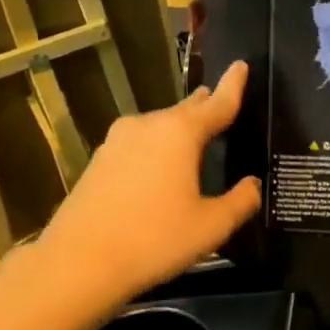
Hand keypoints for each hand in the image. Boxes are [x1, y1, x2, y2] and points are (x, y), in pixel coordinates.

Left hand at [33, 61, 260, 308]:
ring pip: (160, 127)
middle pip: (186, 110)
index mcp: (180, 133)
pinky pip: (139, 145)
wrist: (76, 265)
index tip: (242, 64)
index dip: (234, 85)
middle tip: (222, 103)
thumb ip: (240, 201)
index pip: (218, 103)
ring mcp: (118, 142)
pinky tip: (161, 170)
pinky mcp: (99, 162)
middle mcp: (148, 126)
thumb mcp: (211, 227)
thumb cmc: (154, 240)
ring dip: (179, 129)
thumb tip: (252, 186)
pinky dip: (157, 149)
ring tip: (196, 139)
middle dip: (205, 105)